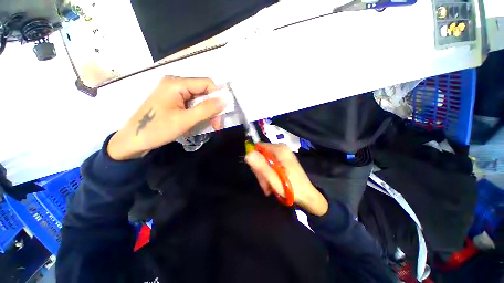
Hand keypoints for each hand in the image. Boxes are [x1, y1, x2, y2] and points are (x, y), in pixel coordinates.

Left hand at [108, 76, 226, 159]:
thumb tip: (225, 100)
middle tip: (216, 124)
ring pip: (199, 99)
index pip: (207, 83)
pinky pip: (192, 104)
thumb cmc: (157, 129)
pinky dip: (199, 114)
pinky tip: (199, 123)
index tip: (222, 114)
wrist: (133, 141)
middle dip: (213, 108)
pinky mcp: (173, 101)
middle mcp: (176, 84)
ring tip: (209, 126)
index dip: (218, 97)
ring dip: (207, 112)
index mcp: (176, 84)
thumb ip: (206, 109)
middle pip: (203, 91)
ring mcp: (173, 92)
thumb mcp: (185, 120)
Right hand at [245, 143, 328, 215]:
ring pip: (264, 161)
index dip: (255, 161)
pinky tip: (272, 184)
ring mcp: (282, 154)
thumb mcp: (274, 179)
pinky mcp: (283, 160)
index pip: (258, 148)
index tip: (259, 174)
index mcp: (280, 150)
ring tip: (269, 187)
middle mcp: (281, 149)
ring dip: (264, 175)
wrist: (308, 197)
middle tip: (266, 184)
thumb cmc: (292, 189)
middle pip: (261, 155)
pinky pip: (270, 164)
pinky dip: (269, 174)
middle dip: (261, 171)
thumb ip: (261, 166)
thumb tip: (247, 154)